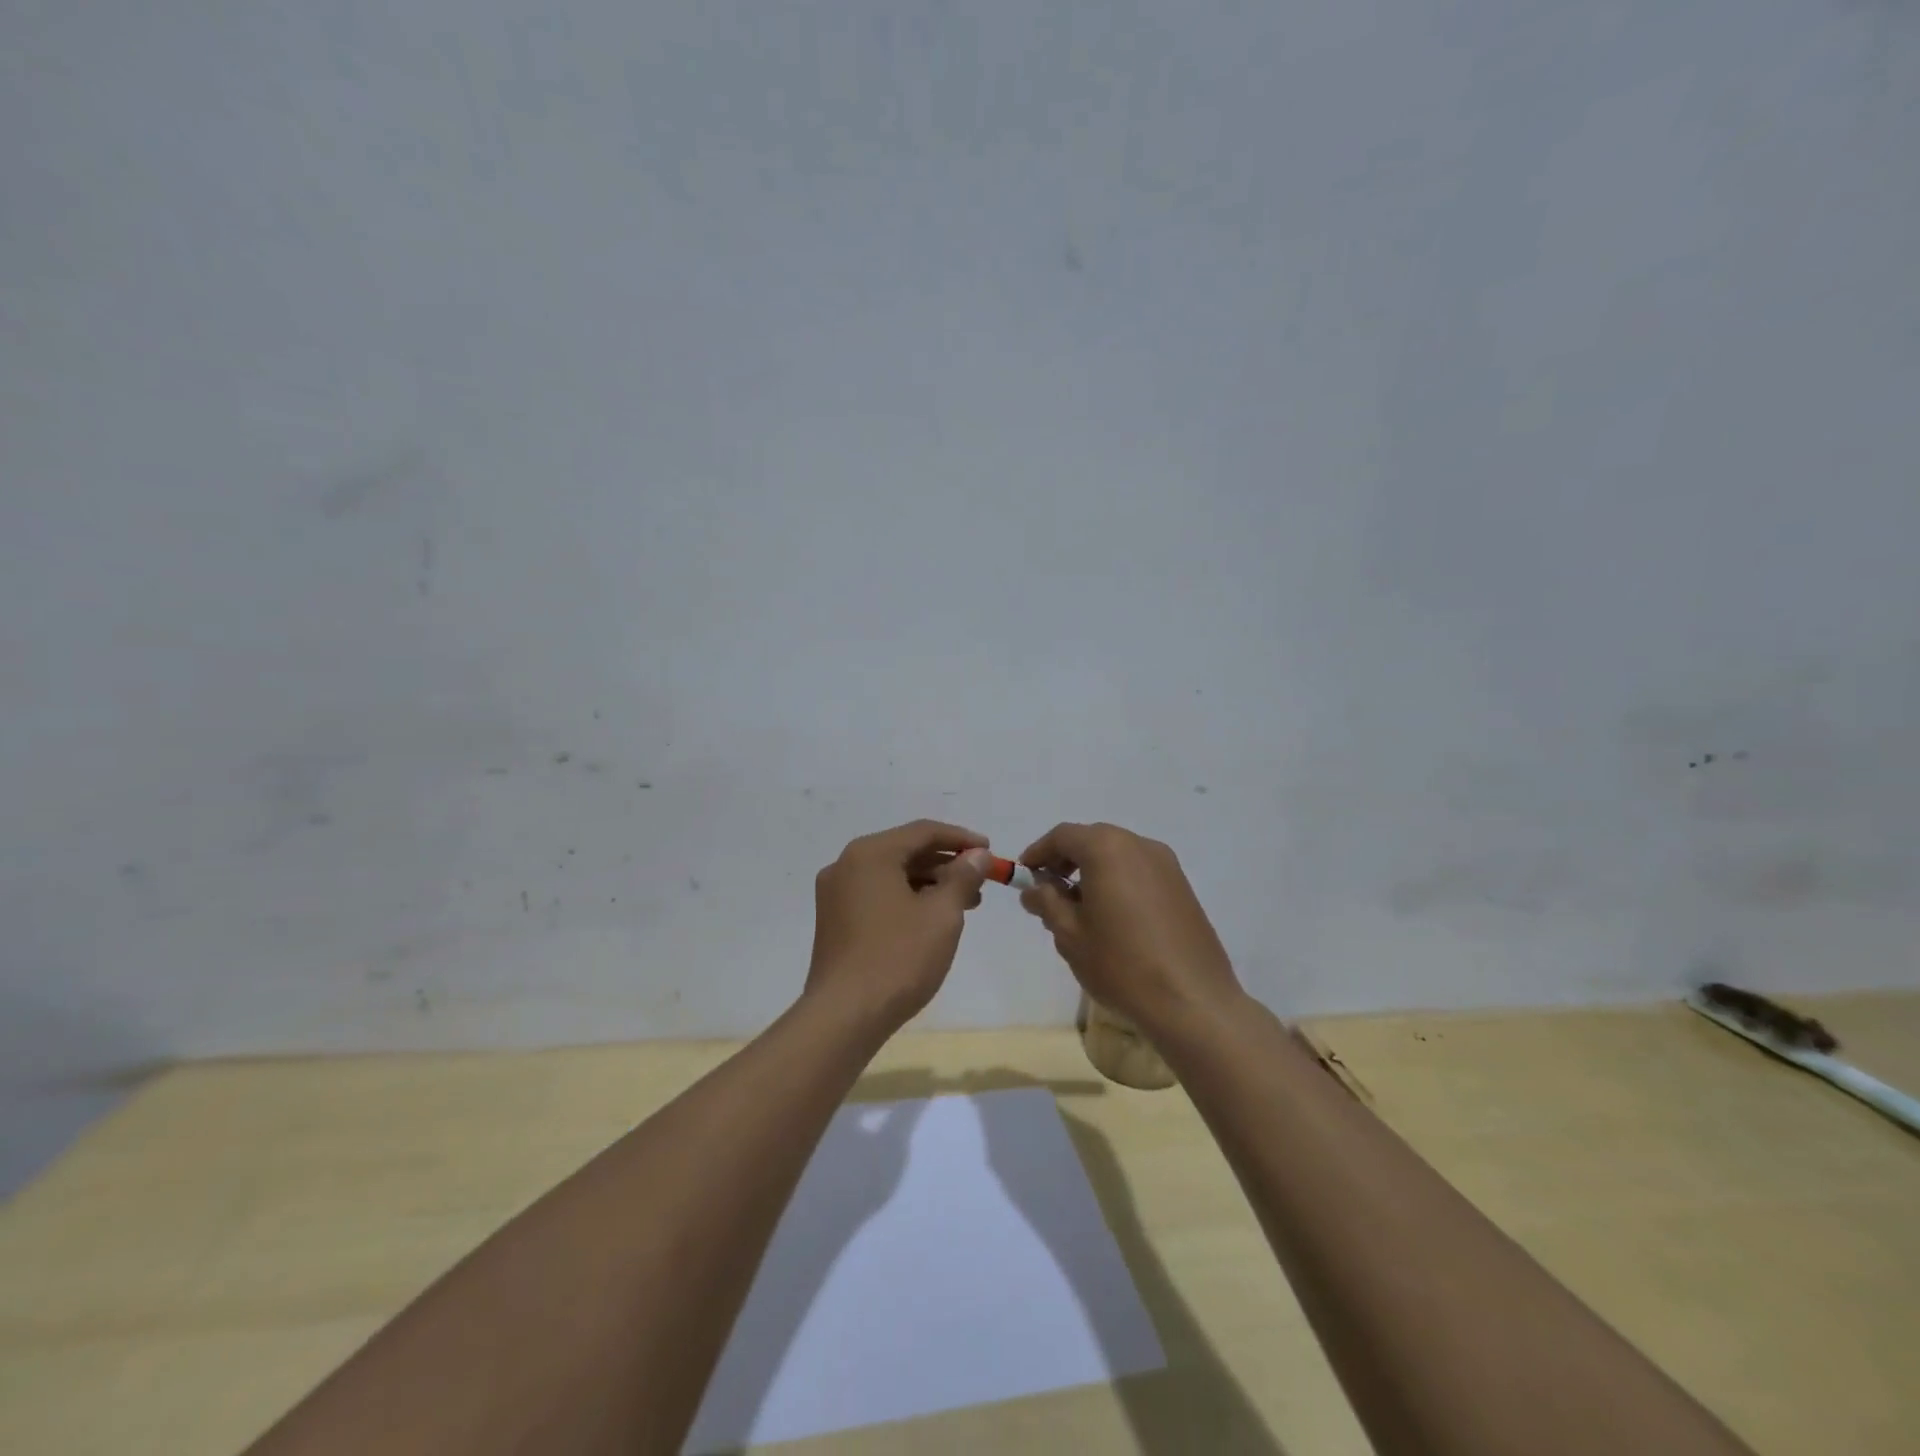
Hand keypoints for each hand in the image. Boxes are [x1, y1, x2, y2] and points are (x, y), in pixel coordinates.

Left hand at [805, 820, 993, 1031]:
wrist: (844, 1016)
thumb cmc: (898, 958)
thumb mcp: (942, 915)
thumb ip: (963, 877)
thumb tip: (977, 855)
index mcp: (870, 854)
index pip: (923, 832)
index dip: (961, 839)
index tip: (990, 852)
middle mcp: (846, 865)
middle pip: (905, 852)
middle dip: (946, 865)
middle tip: (981, 882)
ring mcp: (836, 894)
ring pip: (892, 876)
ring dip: (929, 884)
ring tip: (965, 904)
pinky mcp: (834, 921)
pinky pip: (877, 895)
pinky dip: (907, 899)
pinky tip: (932, 920)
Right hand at [1018, 822, 1243, 1033]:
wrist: (1193, 1001)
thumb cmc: (1121, 964)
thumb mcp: (1070, 934)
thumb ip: (1047, 903)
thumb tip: (1034, 889)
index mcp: (1107, 848)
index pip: (1063, 836)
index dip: (1039, 852)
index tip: (1024, 875)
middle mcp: (1139, 845)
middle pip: (1093, 840)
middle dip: (1066, 861)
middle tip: (1049, 893)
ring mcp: (1167, 865)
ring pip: (1118, 855)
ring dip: (1093, 871)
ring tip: (1080, 911)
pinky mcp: (1183, 887)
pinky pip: (1140, 872)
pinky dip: (1118, 882)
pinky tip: (1113, 918)